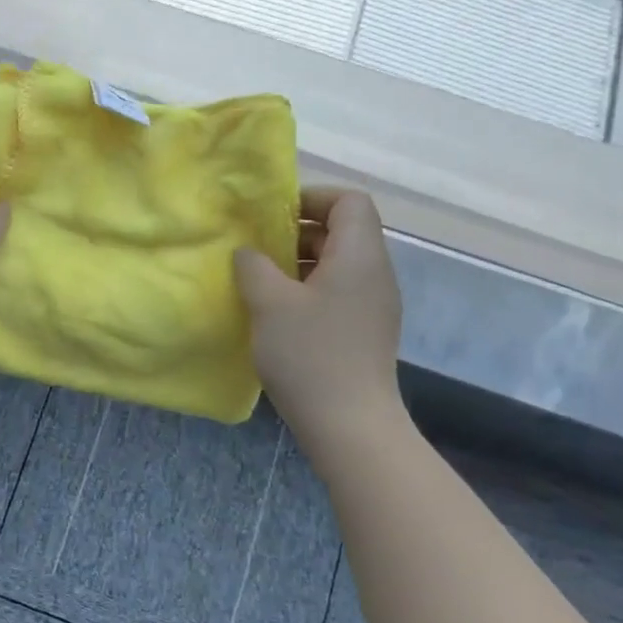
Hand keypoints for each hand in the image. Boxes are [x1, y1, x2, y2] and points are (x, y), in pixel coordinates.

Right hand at [234, 187, 404, 444]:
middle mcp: (375, 273)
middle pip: (342, 230)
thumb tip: (248, 252)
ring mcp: (373, 304)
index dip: (312, 197)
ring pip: (337, 263)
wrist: (350, 425)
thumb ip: (253, 266)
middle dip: (297, 231)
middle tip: (256, 249)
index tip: (273, 216)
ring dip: (298, 263)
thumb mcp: (269, 303)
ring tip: (260, 281)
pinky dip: (308, 289)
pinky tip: (278, 313)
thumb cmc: (310, 355)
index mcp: (360, 256)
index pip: (350, 200)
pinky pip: (338, 291)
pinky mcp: (365, 330)